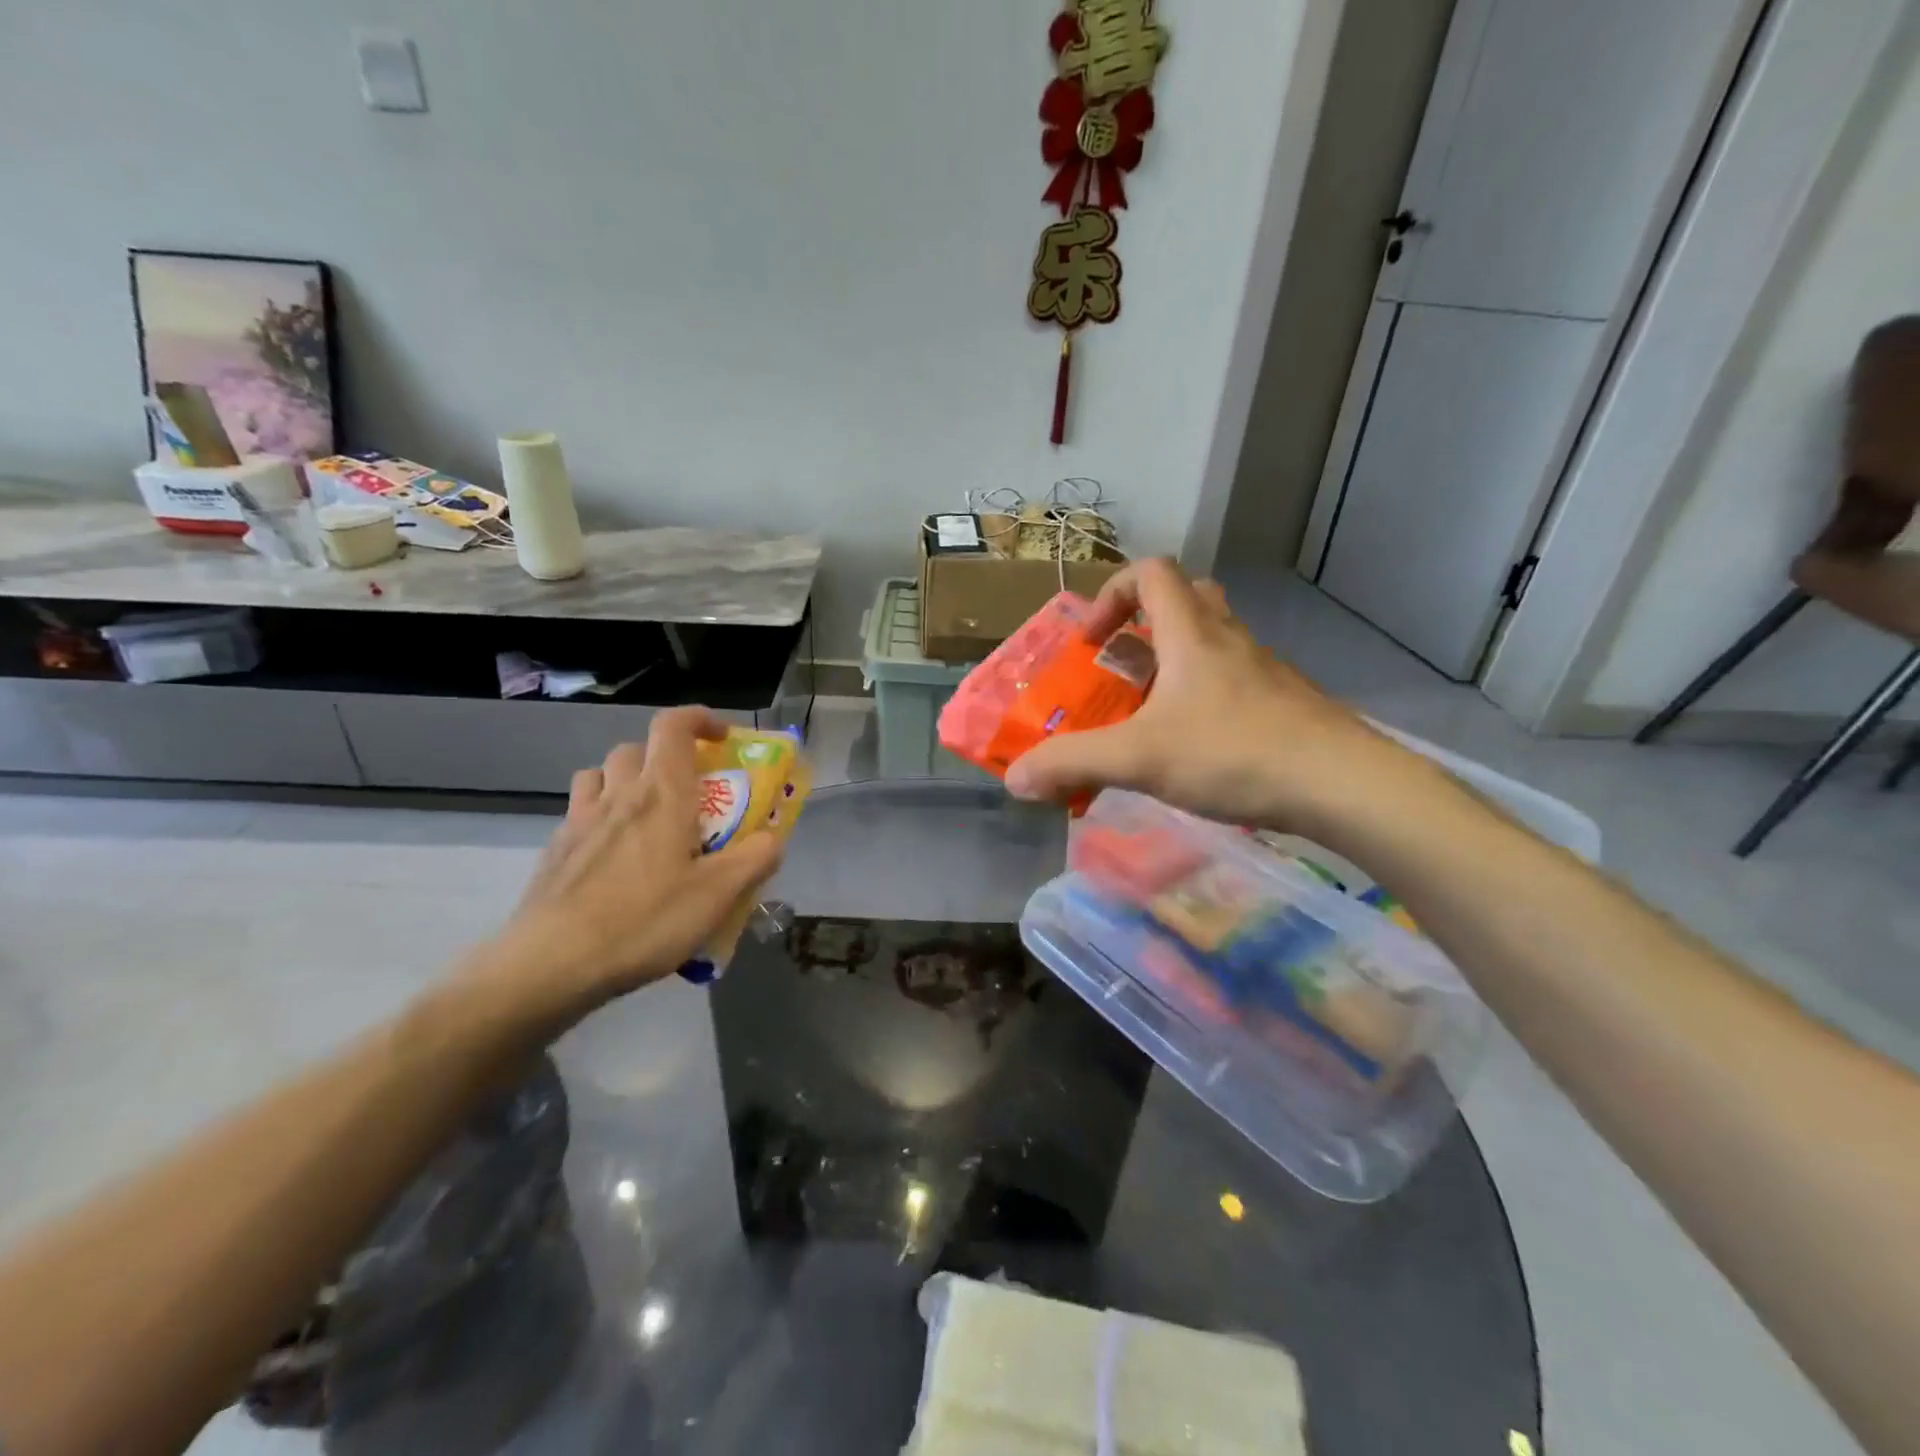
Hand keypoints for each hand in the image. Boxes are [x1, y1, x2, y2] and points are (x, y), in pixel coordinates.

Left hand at [476, 707, 783, 1023]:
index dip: (700, 719)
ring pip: (600, 775)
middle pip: (636, 748)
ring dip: (625, 780)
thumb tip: (774, 838)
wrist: (551, 964)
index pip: (673, 726)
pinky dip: (600, 817)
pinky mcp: (554, 850)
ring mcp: (578, 821)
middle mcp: (618, 795)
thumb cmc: (644, 921)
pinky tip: (613, 857)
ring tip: (645, 816)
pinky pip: (579, 812)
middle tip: (689, 792)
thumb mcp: (718, 895)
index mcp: (661, 794)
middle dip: (666, 756)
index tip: (723, 739)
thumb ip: (755, 859)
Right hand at [1004, 559, 1409, 834]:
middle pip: (1187, 597)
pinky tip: (1197, 746)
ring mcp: (1263, 669)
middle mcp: (1229, 638)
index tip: (1092, 643)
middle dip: (1145, 623)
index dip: (1112, 595)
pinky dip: (1206, 696)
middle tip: (1123, 666)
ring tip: (1152, 711)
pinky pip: (1235, 679)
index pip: (1151, 572)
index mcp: (1192, 633)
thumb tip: (1014, 779)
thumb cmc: (1234, 753)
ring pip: (1214, 640)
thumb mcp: (1139, 758)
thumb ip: (1072, 763)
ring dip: (1176, 661)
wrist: (1342, 784)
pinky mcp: (1285, 702)